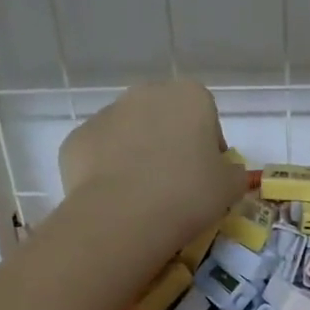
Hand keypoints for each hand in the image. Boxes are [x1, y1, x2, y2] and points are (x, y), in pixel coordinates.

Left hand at [58, 80, 244, 247]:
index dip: (208, 147)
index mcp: (190, 96)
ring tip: (143, 196)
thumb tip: (225, 171)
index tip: (207, 176)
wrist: (124, 216)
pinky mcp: (77, 139)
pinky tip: (116, 199)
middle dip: (169, 144)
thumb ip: (233, 171)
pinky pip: (100, 153)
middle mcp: (145, 93)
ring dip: (137, 155)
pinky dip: (107, 171)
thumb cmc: (188, 194)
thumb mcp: (230, 187)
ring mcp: (106, 113)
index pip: (206, 116)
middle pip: (164, 118)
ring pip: (129, 133)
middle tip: (175, 185)